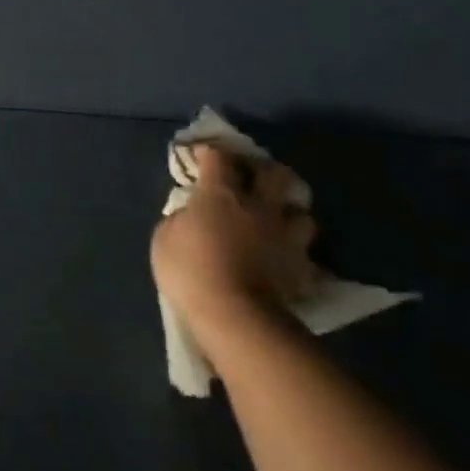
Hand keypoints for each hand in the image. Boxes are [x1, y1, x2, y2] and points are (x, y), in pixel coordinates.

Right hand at [151, 145, 318, 345]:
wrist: (235, 317)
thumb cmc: (190, 270)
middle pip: (274, 174)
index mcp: (221, 195)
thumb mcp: (165, 238)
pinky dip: (295, 253)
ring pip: (301, 213)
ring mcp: (286, 238)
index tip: (202, 156)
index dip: (209, 153)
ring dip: (288, 213)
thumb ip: (181, 218)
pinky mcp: (302, 269)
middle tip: (251, 179)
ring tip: (276, 221)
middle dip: (263, 171)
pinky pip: (304, 254)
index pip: (218, 158)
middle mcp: (259, 207)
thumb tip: (192, 214)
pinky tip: (285, 259)